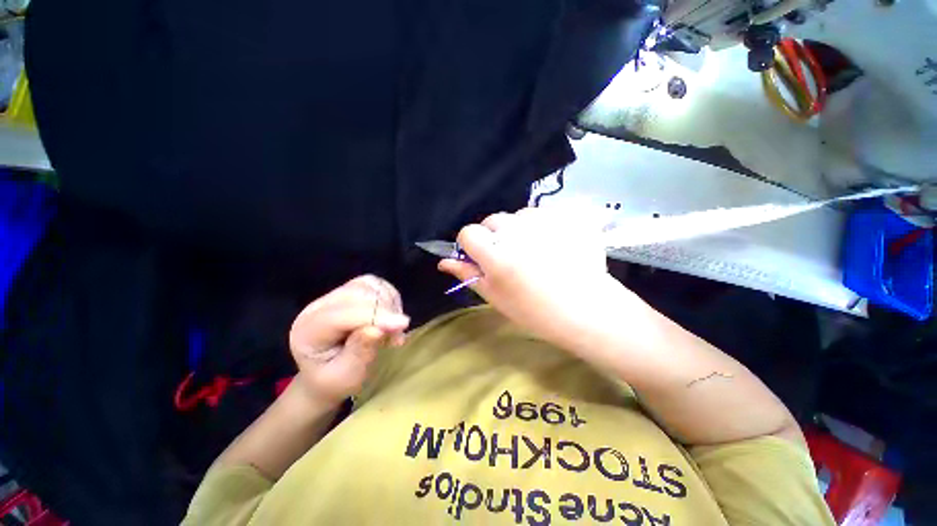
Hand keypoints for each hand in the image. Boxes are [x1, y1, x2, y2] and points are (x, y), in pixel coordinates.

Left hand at [288, 275, 409, 405]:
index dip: (375, 316)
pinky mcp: (349, 291)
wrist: (326, 375)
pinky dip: (389, 297)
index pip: (342, 314)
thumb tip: (378, 328)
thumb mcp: (347, 377)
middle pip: (357, 294)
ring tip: (392, 328)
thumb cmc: (335, 381)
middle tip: (397, 336)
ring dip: (388, 303)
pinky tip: (389, 316)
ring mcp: (333, 296)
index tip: (403, 324)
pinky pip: (374, 284)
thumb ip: (360, 352)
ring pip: (367, 285)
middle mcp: (317, 307)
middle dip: (384, 311)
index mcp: (308, 331)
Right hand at [439, 207, 630, 353]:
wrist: (586, 309)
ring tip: (535, 251)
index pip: (468, 232)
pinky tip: (554, 245)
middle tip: (511, 258)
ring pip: (518, 216)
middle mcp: (517, 232)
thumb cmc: (535, 311)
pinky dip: (543, 226)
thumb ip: (469, 274)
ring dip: (520, 230)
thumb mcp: (495, 297)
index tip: (481, 258)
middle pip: (492, 221)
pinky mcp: (566, 217)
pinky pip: (543, 214)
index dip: (471, 246)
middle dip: (495, 237)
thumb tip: (444, 261)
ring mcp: (545, 221)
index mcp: (496, 254)